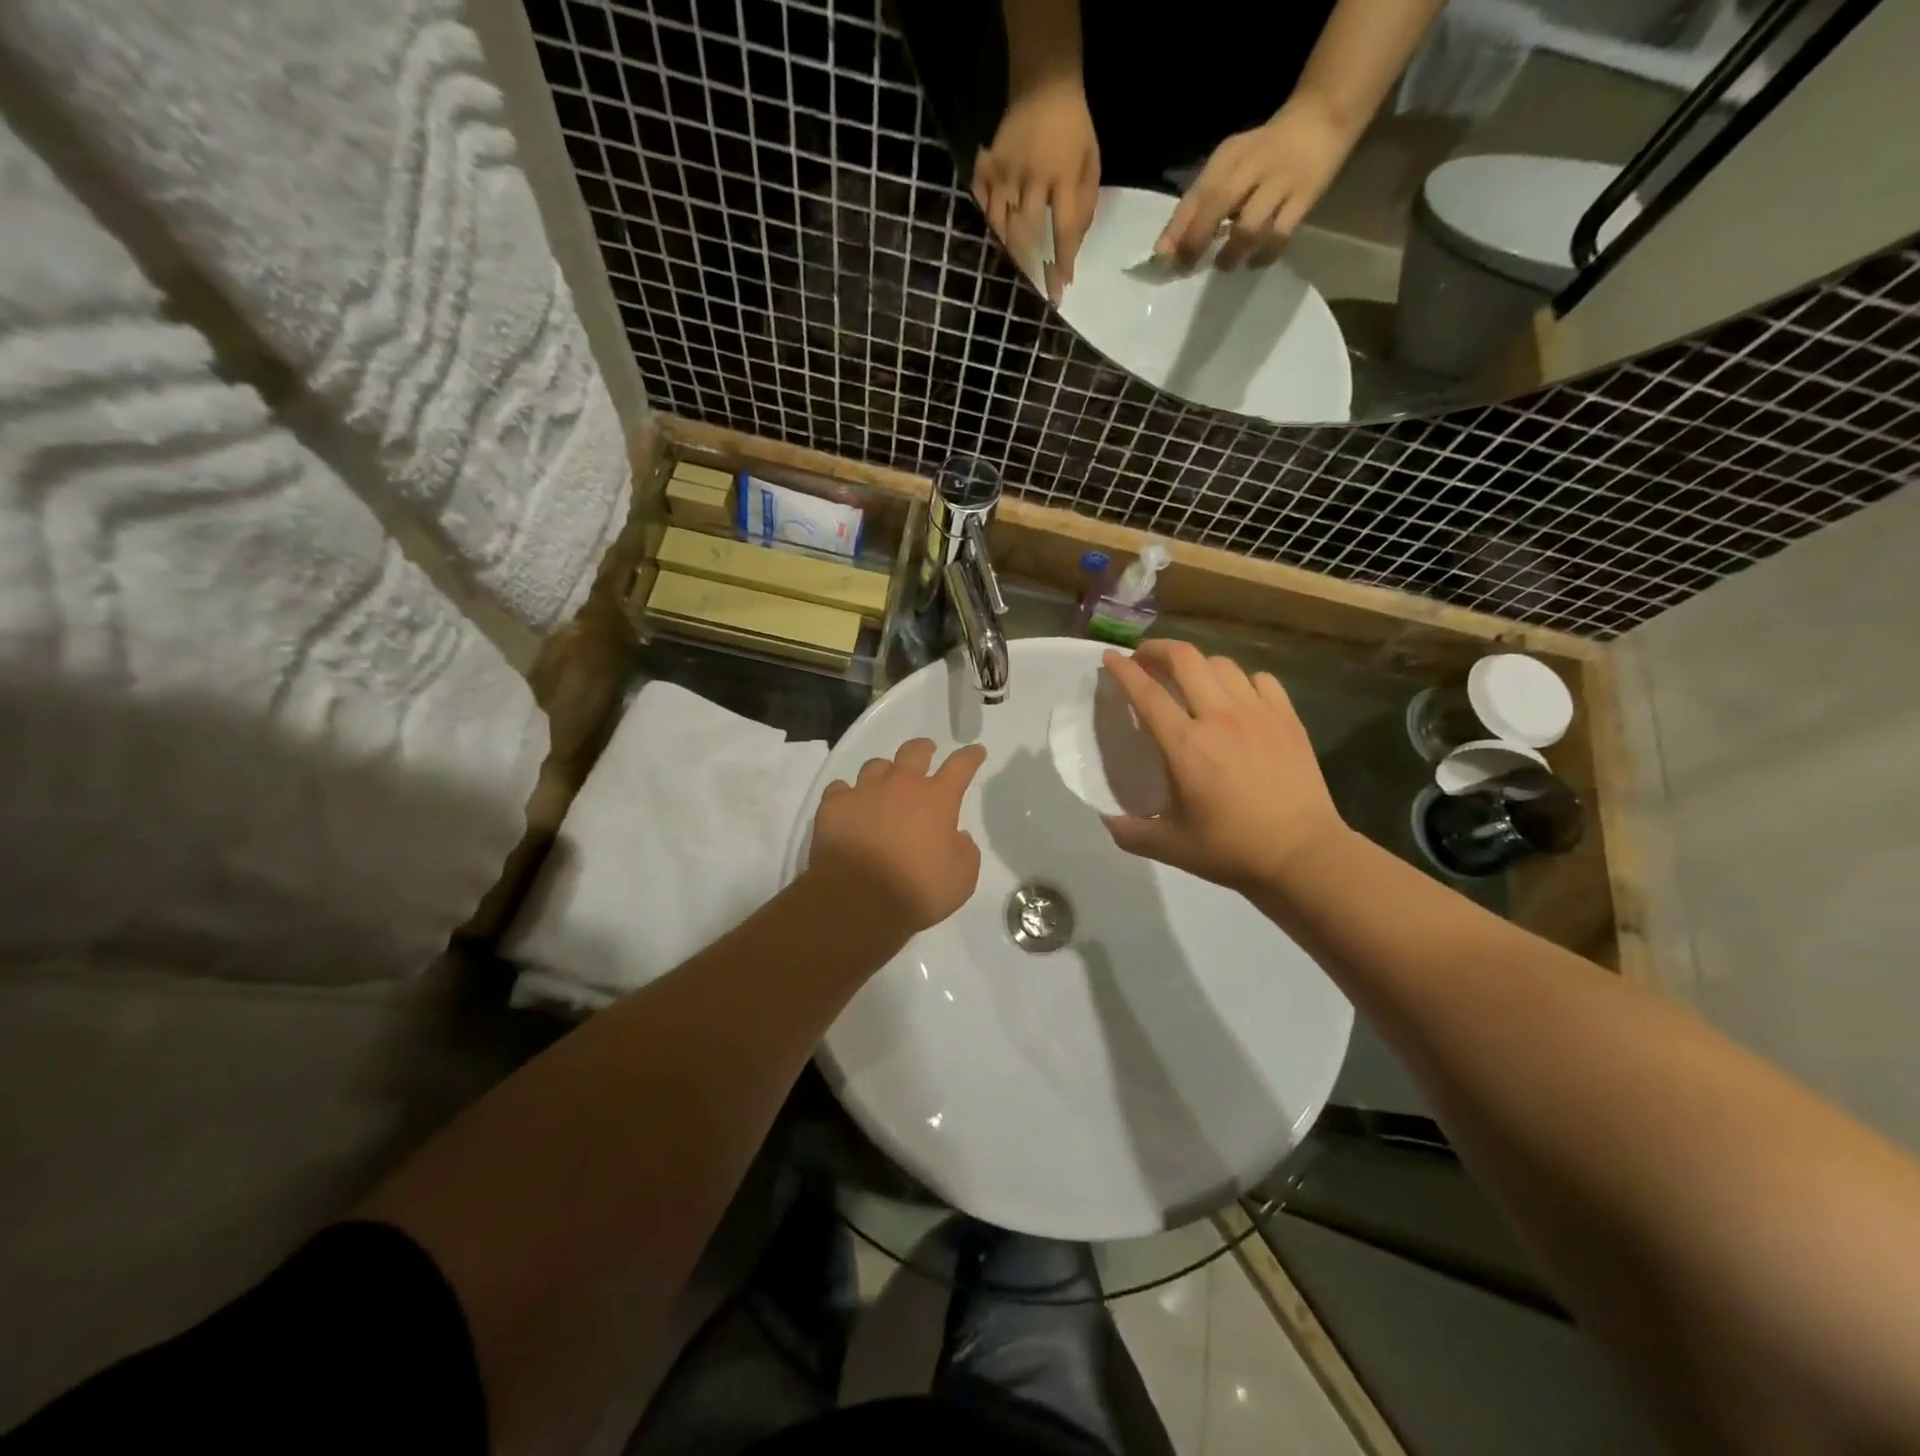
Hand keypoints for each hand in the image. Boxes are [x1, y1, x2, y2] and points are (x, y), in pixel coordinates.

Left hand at [807, 738, 987, 941]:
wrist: (858, 901)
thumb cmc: (917, 891)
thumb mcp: (961, 879)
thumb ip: (965, 852)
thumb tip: (958, 837)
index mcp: (937, 799)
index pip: (960, 766)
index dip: (970, 756)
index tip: (976, 751)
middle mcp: (901, 785)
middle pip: (914, 751)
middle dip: (923, 749)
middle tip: (926, 752)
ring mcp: (864, 791)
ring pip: (875, 765)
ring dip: (884, 772)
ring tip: (883, 785)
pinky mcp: (833, 805)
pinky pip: (840, 789)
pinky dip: (847, 795)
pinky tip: (848, 807)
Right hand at [972, 78, 1099, 304]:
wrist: (1044, 80)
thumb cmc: (1073, 127)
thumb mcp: (1091, 162)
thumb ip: (1086, 204)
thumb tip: (1074, 246)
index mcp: (1064, 176)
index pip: (1064, 231)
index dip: (1061, 264)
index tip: (1059, 291)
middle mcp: (1033, 178)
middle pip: (1027, 234)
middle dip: (1030, 264)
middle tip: (1034, 284)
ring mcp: (1006, 172)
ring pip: (1001, 225)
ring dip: (1009, 249)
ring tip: (1015, 265)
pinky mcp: (988, 165)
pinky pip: (982, 203)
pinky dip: (987, 221)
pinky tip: (995, 233)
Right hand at [1101, 641, 1347, 892]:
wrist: (1303, 854)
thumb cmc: (1232, 849)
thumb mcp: (1171, 847)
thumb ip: (1131, 833)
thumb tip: (1106, 821)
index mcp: (1184, 745)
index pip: (1146, 693)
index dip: (1123, 670)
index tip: (1110, 657)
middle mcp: (1218, 717)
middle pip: (1184, 659)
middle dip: (1158, 649)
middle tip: (1145, 659)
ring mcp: (1257, 713)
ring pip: (1222, 664)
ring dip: (1198, 664)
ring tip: (1190, 678)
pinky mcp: (1287, 718)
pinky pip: (1261, 679)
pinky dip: (1241, 680)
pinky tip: (1237, 697)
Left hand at [1156, 94, 1354, 268]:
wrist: (1324, 117)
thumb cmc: (1264, 153)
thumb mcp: (1230, 166)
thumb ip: (1201, 203)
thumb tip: (1168, 249)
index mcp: (1229, 156)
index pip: (1197, 193)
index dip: (1177, 228)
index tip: (1162, 257)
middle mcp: (1253, 165)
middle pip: (1218, 205)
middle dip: (1197, 241)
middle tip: (1188, 267)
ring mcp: (1281, 181)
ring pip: (1249, 227)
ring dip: (1231, 254)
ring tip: (1225, 263)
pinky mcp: (1305, 197)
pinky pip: (1278, 236)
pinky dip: (1262, 256)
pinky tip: (1253, 261)